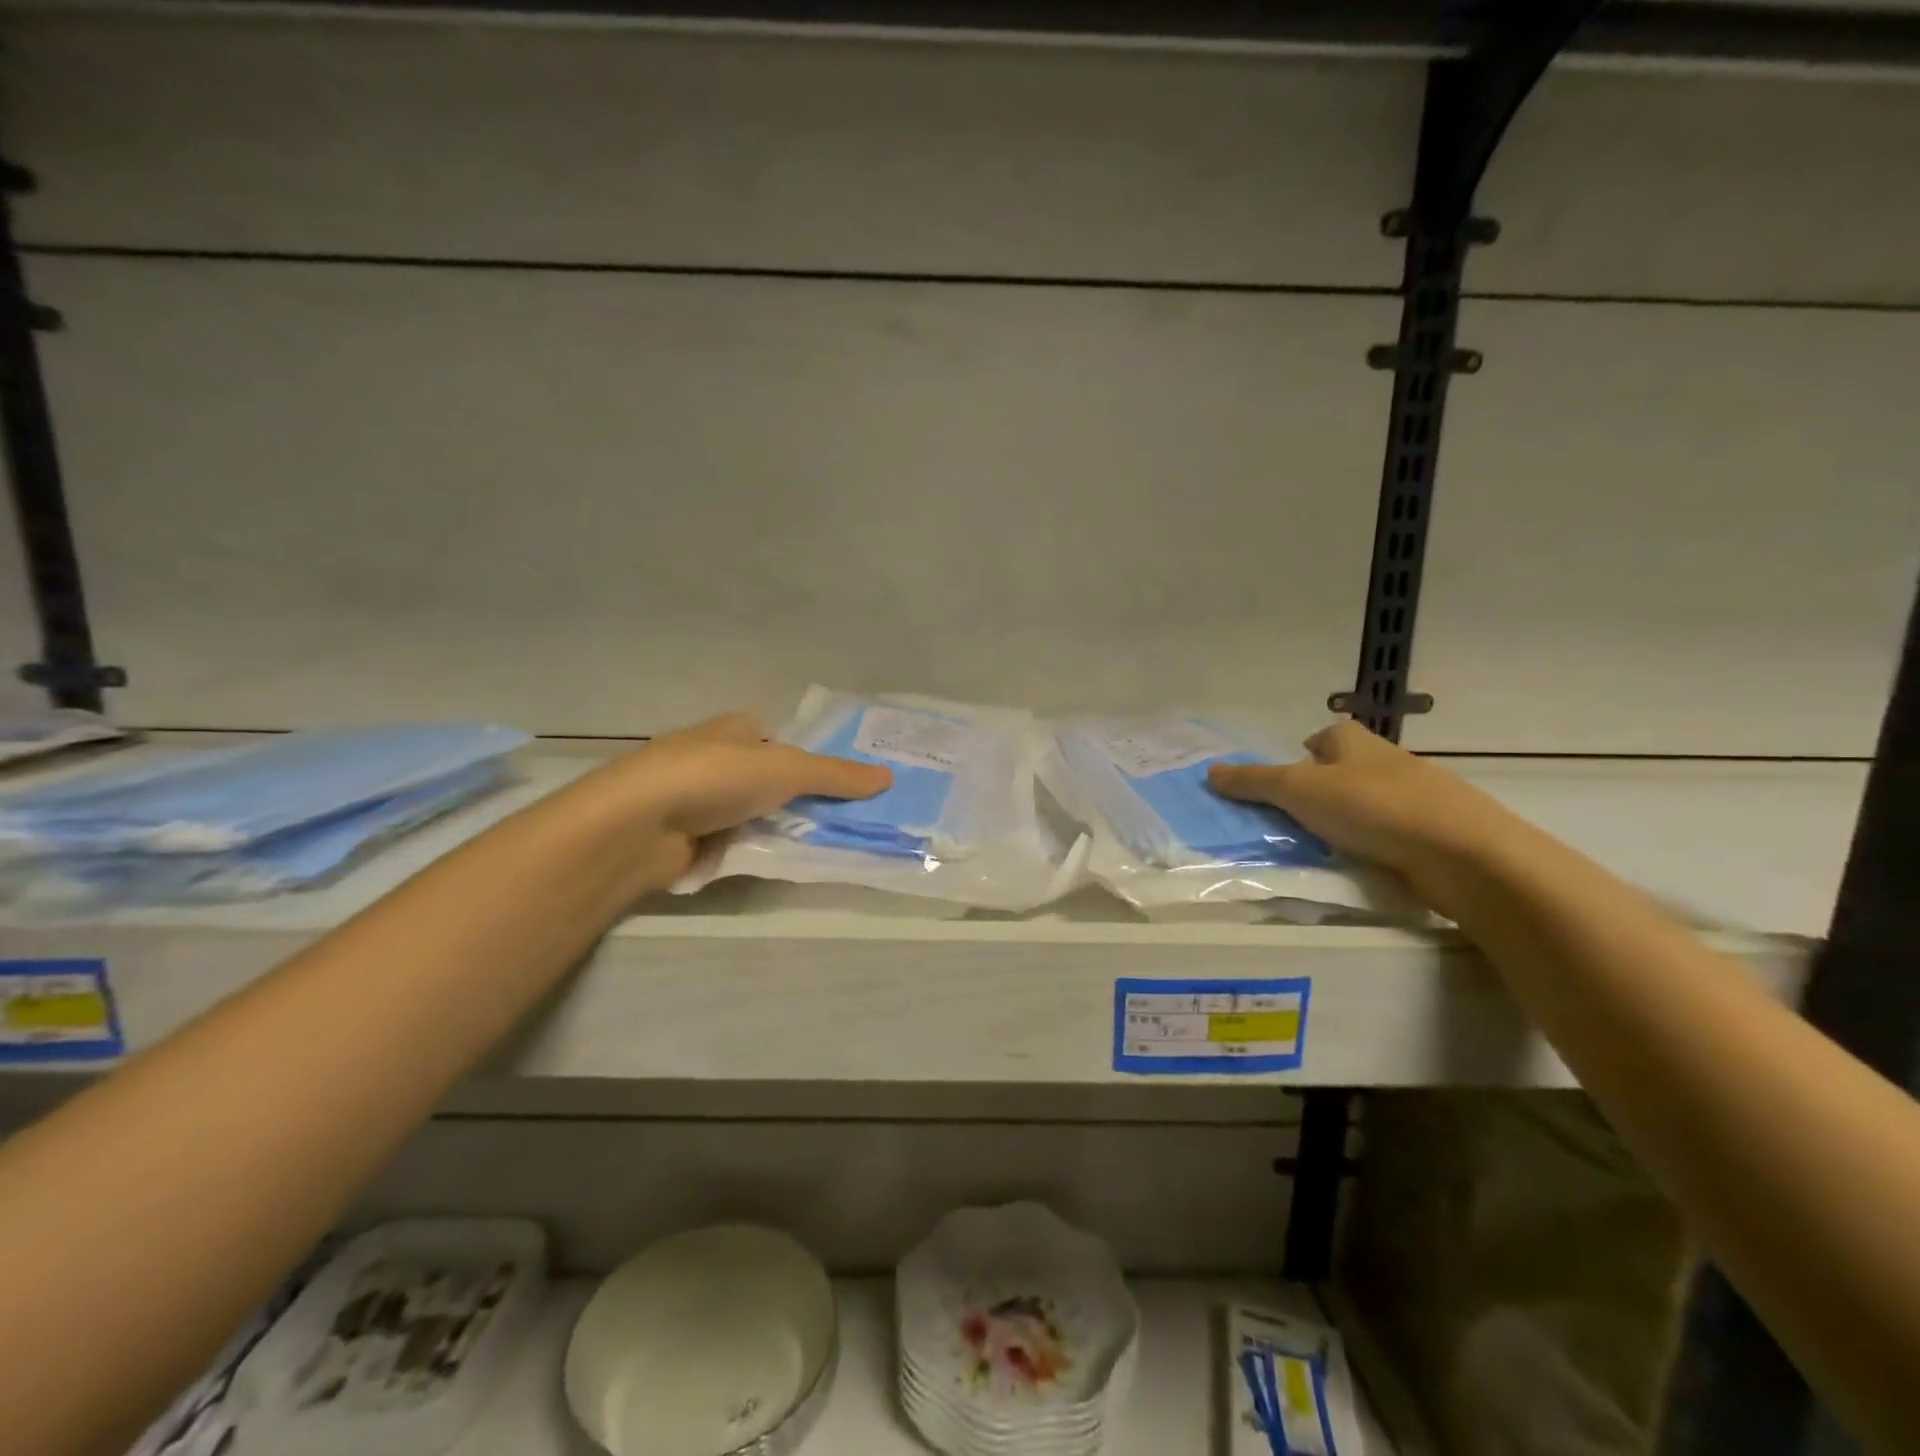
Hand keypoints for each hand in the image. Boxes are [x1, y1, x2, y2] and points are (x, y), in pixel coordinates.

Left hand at [581, 712, 891, 887]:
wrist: (637, 825)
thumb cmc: (714, 778)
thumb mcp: (786, 769)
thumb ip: (836, 775)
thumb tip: (889, 776)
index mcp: (734, 729)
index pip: (780, 740)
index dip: (811, 758)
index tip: (847, 785)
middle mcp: (715, 759)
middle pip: (770, 779)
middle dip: (801, 798)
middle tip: (847, 820)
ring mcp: (697, 800)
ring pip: (754, 813)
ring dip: (780, 827)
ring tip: (826, 845)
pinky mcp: (686, 838)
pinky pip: (735, 842)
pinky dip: (755, 850)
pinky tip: (781, 862)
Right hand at [1207, 720, 1522, 910]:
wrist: (1462, 853)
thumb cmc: (1371, 807)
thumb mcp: (1298, 790)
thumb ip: (1254, 782)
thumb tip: (1209, 771)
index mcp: (1355, 742)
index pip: (1326, 736)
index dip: (1305, 753)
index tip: (1286, 780)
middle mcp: (1387, 762)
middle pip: (1347, 769)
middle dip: (1322, 789)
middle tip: (1292, 818)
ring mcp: (1416, 799)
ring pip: (1370, 803)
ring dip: (1347, 820)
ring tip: (1320, 845)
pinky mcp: (1434, 835)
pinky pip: (1391, 834)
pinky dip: (1373, 844)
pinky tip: (1359, 863)